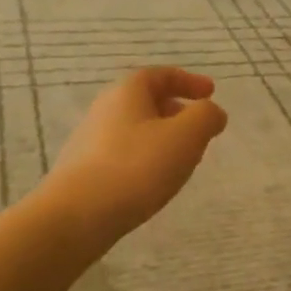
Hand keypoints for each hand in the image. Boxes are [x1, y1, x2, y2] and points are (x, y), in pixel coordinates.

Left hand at [44, 68, 228, 242]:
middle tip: (198, 127)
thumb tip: (213, 112)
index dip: (188, 80)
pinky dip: (145, 158)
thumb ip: (206, 117)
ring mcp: (91, 141)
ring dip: (162, 137)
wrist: (77, 215)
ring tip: (182, 158)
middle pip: (145, 101)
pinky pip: (124, 154)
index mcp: (127, 92)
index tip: (210, 92)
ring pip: (135, 129)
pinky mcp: (85, 171)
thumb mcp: (186, 136)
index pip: (160, 75)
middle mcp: (104, 110)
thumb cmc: (137, 166)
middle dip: (176, 110)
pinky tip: (155, 181)